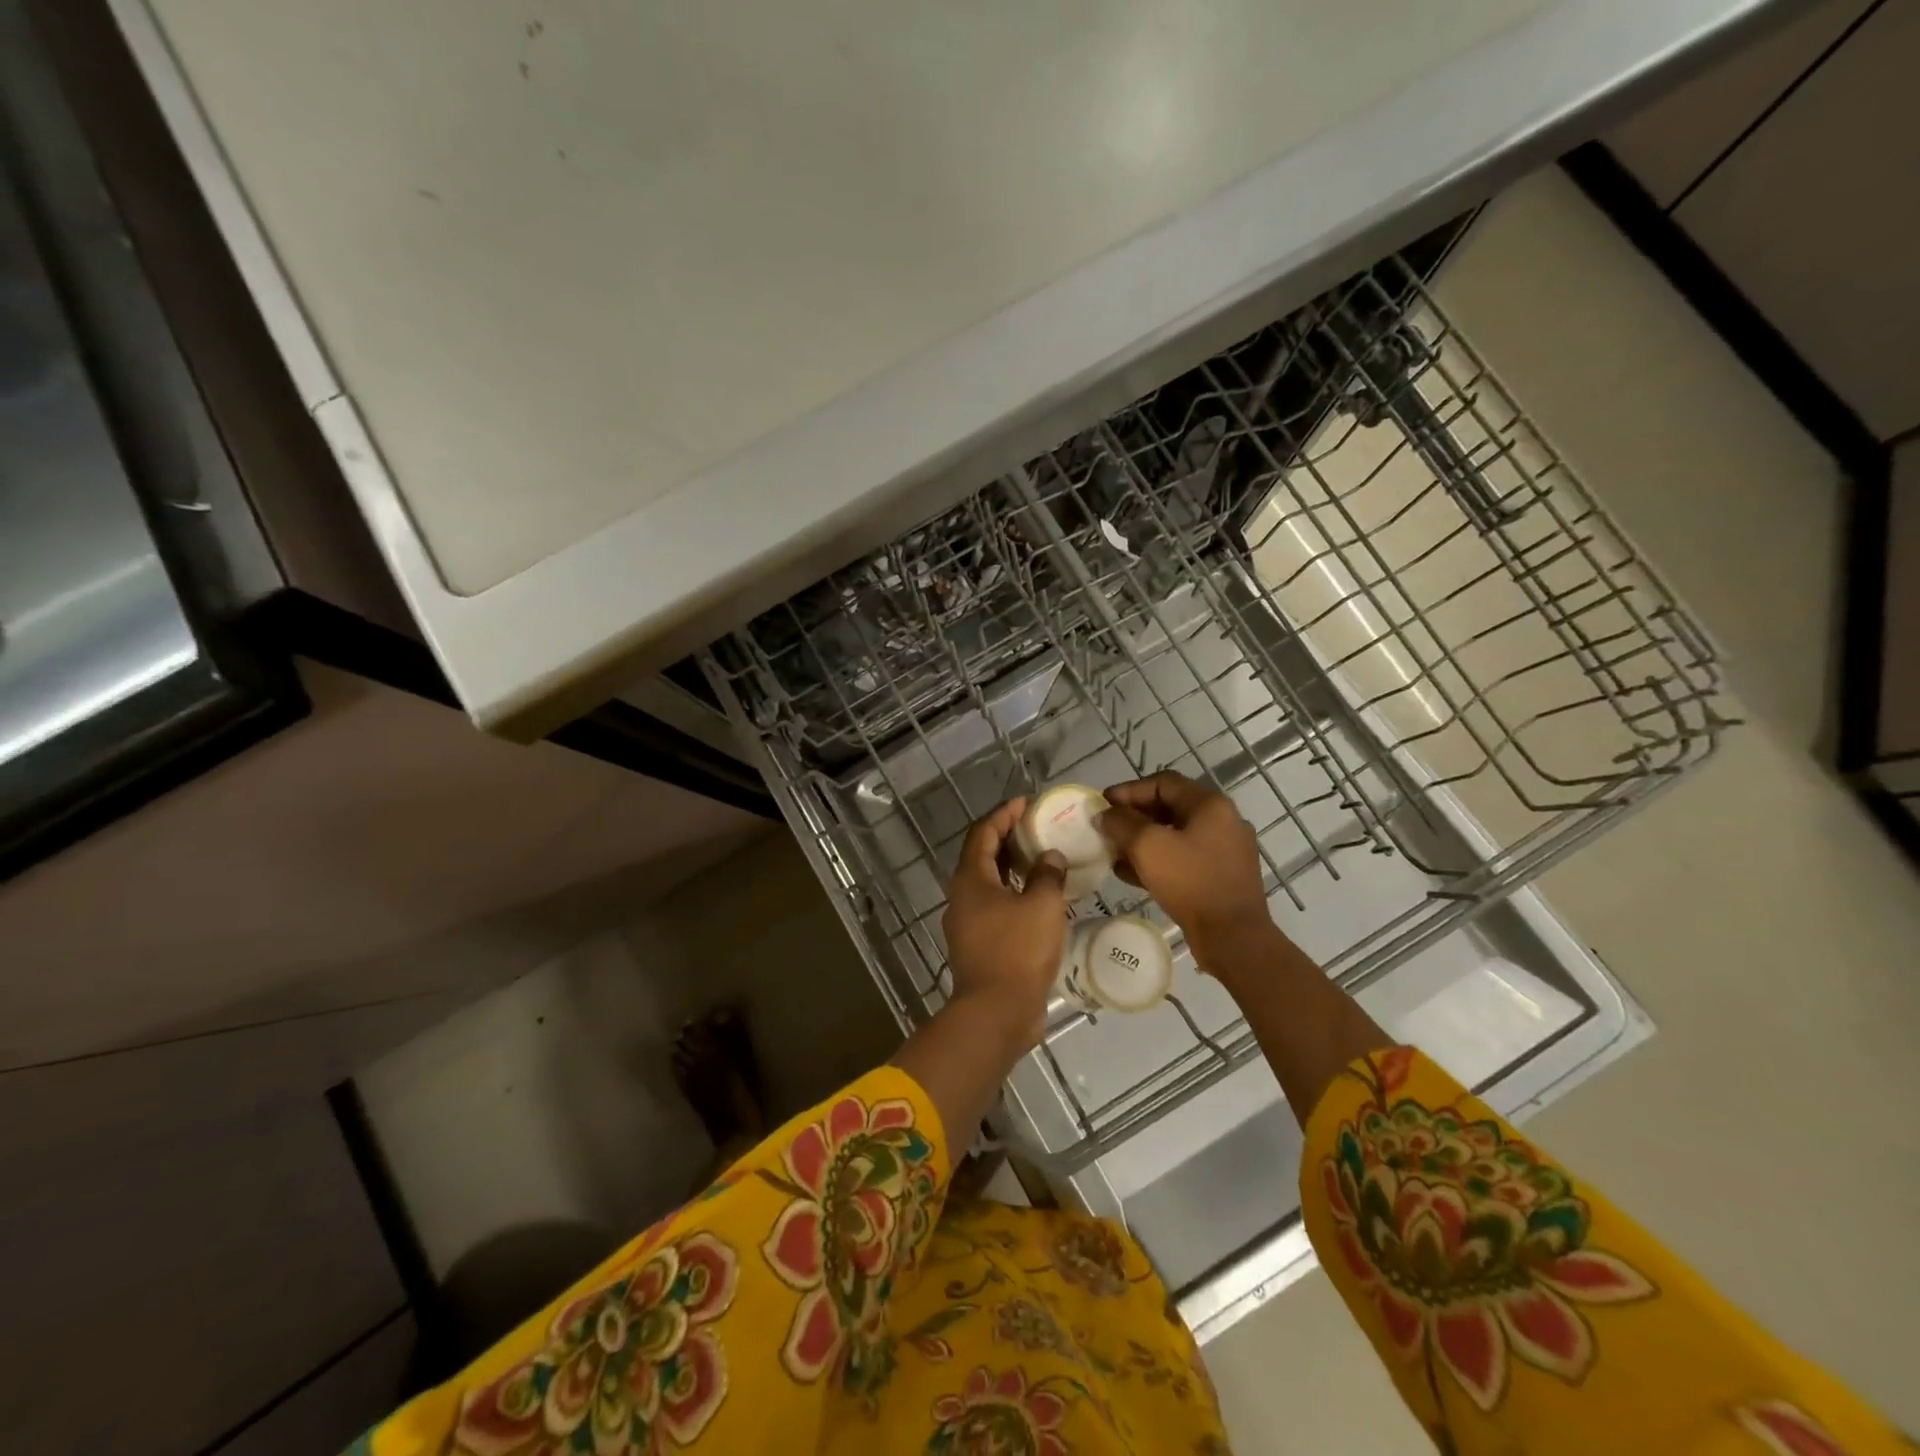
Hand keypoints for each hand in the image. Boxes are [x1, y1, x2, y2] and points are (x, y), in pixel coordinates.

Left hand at [941, 798, 1068, 1054]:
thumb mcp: (1041, 906)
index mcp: (970, 880)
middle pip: (982, 857)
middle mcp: (962, 897)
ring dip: (1012, 868)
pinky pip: (996, 907)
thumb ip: (1047, 875)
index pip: (983, 833)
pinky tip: (1039, 898)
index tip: (1025, 803)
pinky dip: (1014, 894)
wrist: (997, 1012)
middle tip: (1036, 828)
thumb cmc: (1017, 951)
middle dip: (1007, 838)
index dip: (1003, 814)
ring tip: (1042, 859)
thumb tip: (1049, 857)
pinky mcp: (979, 945)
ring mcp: (968, 923)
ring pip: (989, 884)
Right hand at [1100, 771, 1277, 976]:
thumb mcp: (1147, 846)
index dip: (1129, 790)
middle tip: (1107, 828)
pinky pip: (1184, 858)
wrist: (1233, 937)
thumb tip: (1105, 814)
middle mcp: (1223, 821)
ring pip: (1175, 835)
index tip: (1103, 804)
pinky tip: (1132, 874)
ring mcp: (1226, 850)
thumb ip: (1121, 823)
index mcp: (1210, 805)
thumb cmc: (1190, 882)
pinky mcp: (1222, 876)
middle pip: (1169, 807)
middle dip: (1134, 817)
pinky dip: (1158, 860)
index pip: (1163, 783)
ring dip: (1143, 840)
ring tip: (1114, 853)